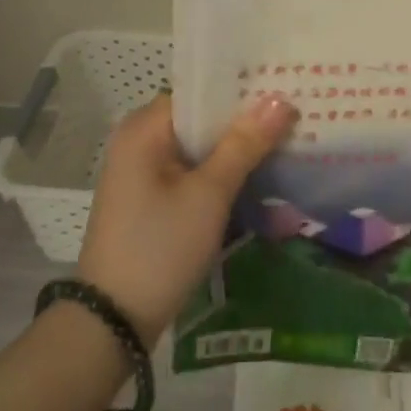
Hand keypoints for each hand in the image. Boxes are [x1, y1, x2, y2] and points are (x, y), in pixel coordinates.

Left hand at [76, 93, 296, 344]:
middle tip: (296, 116)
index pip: (200, 92)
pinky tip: (259, 177)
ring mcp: (144, 173)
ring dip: (237, 150)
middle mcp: (140, 142)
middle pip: (202, 120)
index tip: (285, 88)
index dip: (242, 90)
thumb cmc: (160, 247)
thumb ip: (244, 144)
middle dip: (245, 121)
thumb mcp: (209, 194)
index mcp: (144, 129)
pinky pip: (193, 173)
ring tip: (288, 142)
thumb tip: (281, 99)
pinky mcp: (153, 200)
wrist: (114, 322)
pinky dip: (222, 174)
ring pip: (200, 149)